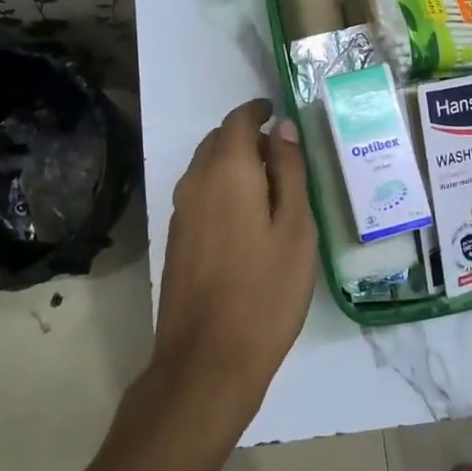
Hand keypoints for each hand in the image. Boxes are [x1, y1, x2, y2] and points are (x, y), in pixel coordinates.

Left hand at [153, 98, 318, 418]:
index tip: (277, 111)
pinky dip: (221, 187)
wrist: (207, 360)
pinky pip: (199, 194)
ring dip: (232, 162)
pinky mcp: (176, 240)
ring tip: (268, 183)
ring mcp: (180, 213)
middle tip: (280, 151)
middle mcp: (195, 183)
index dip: (257, 110)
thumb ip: (290, 172)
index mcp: (227, 172)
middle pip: (217, 141)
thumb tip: (282, 128)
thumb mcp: (295, 228)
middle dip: (245, 136)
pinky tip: (245, 216)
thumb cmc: (265, 291)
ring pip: (205, 168)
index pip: (237, 121)